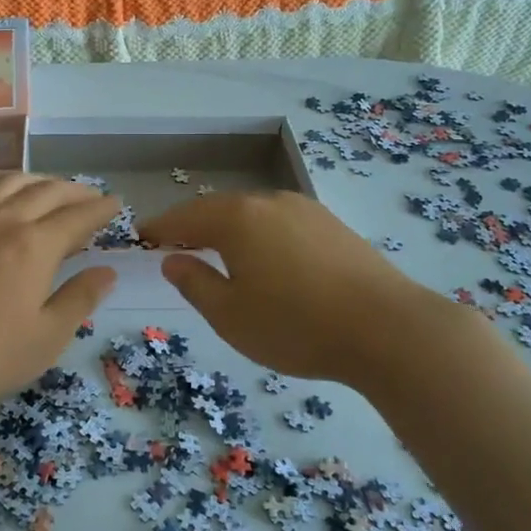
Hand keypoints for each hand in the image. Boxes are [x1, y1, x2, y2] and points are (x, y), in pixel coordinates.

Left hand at [0, 174, 119, 415]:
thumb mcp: (45, 339)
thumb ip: (80, 299)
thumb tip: (107, 271)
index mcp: (35, 246)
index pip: (78, 216)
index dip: (101, 208)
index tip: (117, 204)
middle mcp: (3, 220)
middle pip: (47, 192)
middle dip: (75, 191)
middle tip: (91, 198)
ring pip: (8, 183)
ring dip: (36, 180)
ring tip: (50, 188)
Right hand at [140, 190, 452, 386]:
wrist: (389, 328)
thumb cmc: (296, 326)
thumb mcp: (231, 316)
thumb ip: (195, 284)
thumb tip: (173, 260)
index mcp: (237, 219)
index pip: (185, 217)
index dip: (160, 227)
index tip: (141, 236)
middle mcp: (269, 202)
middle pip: (219, 209)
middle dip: (194, 225)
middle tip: (175, 243)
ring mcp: (305, 209)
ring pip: (253, 213)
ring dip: (229, 228)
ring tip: (217, 249)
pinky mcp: (332, 224)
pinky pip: (280, 221)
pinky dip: (260, 233)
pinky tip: (266, 256)